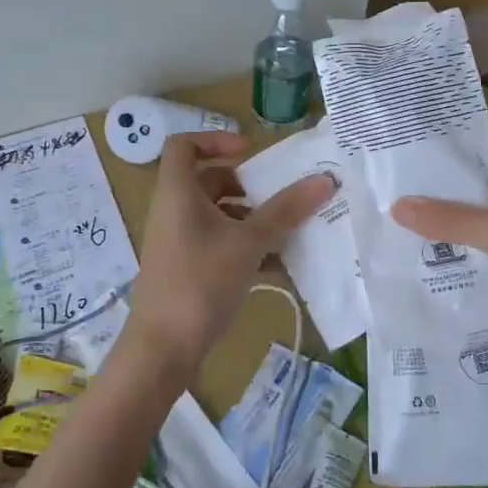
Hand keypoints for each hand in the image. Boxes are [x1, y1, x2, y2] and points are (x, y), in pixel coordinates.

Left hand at [125, 132, 332, 373]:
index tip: (251, 152)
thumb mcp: (248, 243)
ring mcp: (178, 241)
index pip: (183, 145)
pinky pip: (218, 244)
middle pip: (208, 181)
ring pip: (217, 216)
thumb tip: (324, 179)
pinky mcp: (186, 268)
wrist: (163, 348)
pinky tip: (278, 267)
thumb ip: (286, 210)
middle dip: (247, 186)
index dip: (215, 139)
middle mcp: (173, 211)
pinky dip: (245, 247)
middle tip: (280, 194)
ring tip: (289, 232)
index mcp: (178, 193)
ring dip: (252, 220)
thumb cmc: (201, 282)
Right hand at [390, 150, 487, 374]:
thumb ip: (451, 220)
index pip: (475, 157)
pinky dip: (456, 257)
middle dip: (431, 199)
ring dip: (440, 231)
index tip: (390, 163)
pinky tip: (417, 262)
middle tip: (379, 198)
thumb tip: (396, 205)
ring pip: (473, 226)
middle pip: (471, 192)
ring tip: (387, 227)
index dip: (436, 161)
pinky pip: (481, 255)